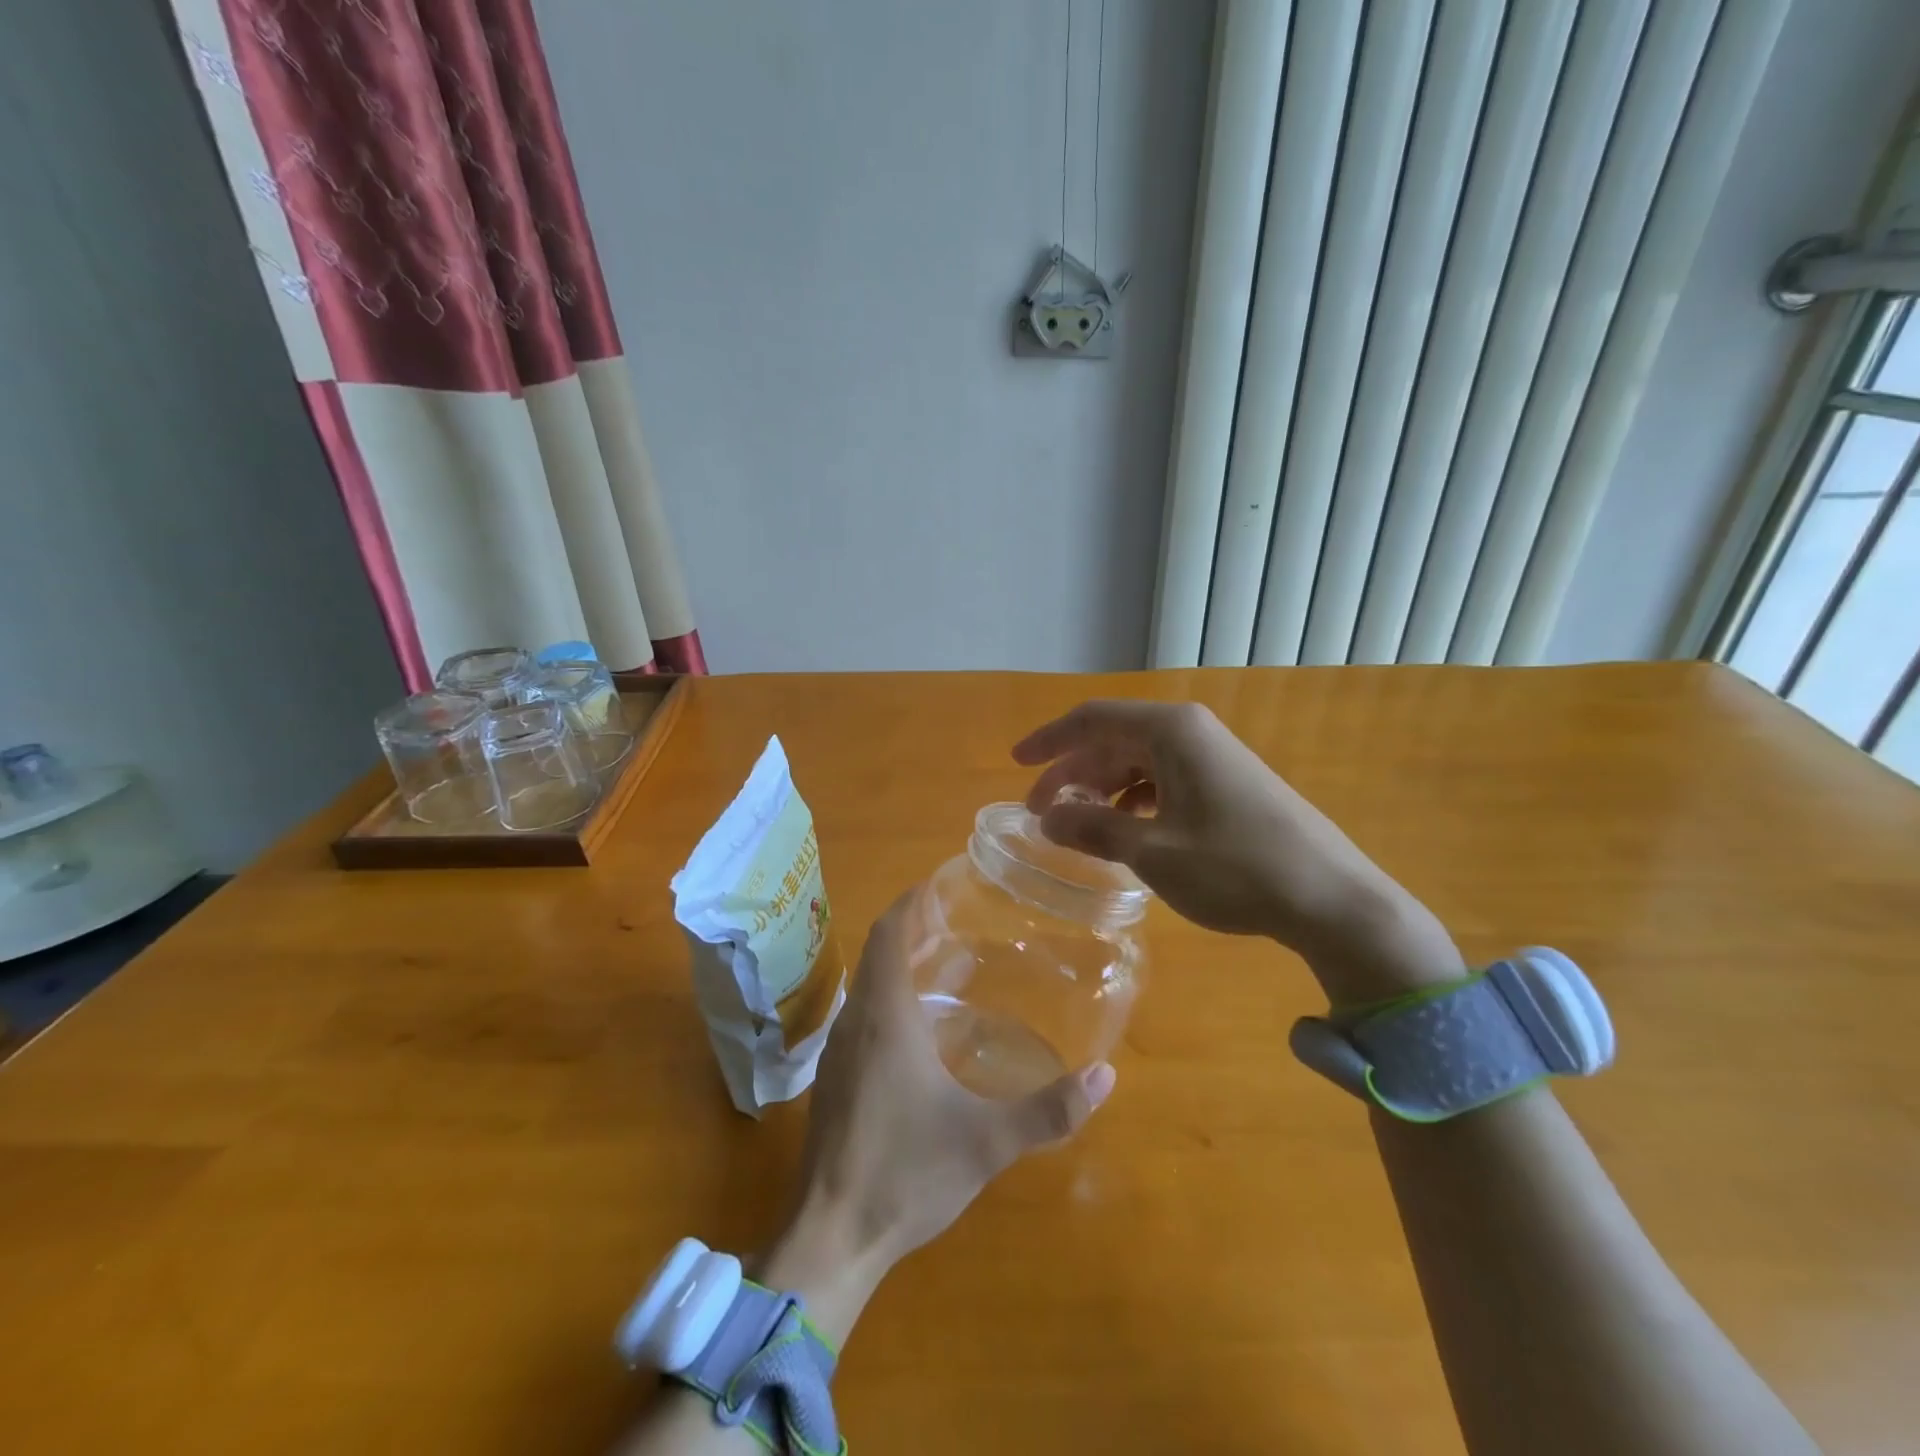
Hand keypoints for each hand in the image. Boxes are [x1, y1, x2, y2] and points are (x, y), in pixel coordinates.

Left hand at [764, 895, 1115, 1331]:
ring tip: (944, 964)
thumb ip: (1048, 1110)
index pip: (889, 933)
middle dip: (911, 929)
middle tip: (955, 920)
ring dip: (898, 965)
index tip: (938, 883)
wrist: (831, 1238)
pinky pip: (861, 1016)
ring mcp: (838, 1053)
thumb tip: (1106, 1076)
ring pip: (867, 987)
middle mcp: (856, 1022)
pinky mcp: (833, 1081)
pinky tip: (919, 1029)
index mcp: (886, 1017)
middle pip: (877, 953)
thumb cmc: (906, 1175)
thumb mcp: (986, 1142)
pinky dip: (888, 998)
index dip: (910, 903)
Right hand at [1012, 700, 1460, 1004]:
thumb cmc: (1235, 867)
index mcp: (1170, 732)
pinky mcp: (1229, 784)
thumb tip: (1048, 817)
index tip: (1015, 765)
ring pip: (1139, 762)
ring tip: (1077, 826)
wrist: (1332, 899)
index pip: (1092, 719)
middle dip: (1073, 773)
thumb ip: (1093, 828)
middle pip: (1114, 740)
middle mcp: (1191, 733)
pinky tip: (1125, 831)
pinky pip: (1165, 780)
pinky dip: (1134, 801)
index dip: (1049, 740)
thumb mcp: (1152, 851)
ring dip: (1102, 789)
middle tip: (1042, 813)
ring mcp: (1214, 757)